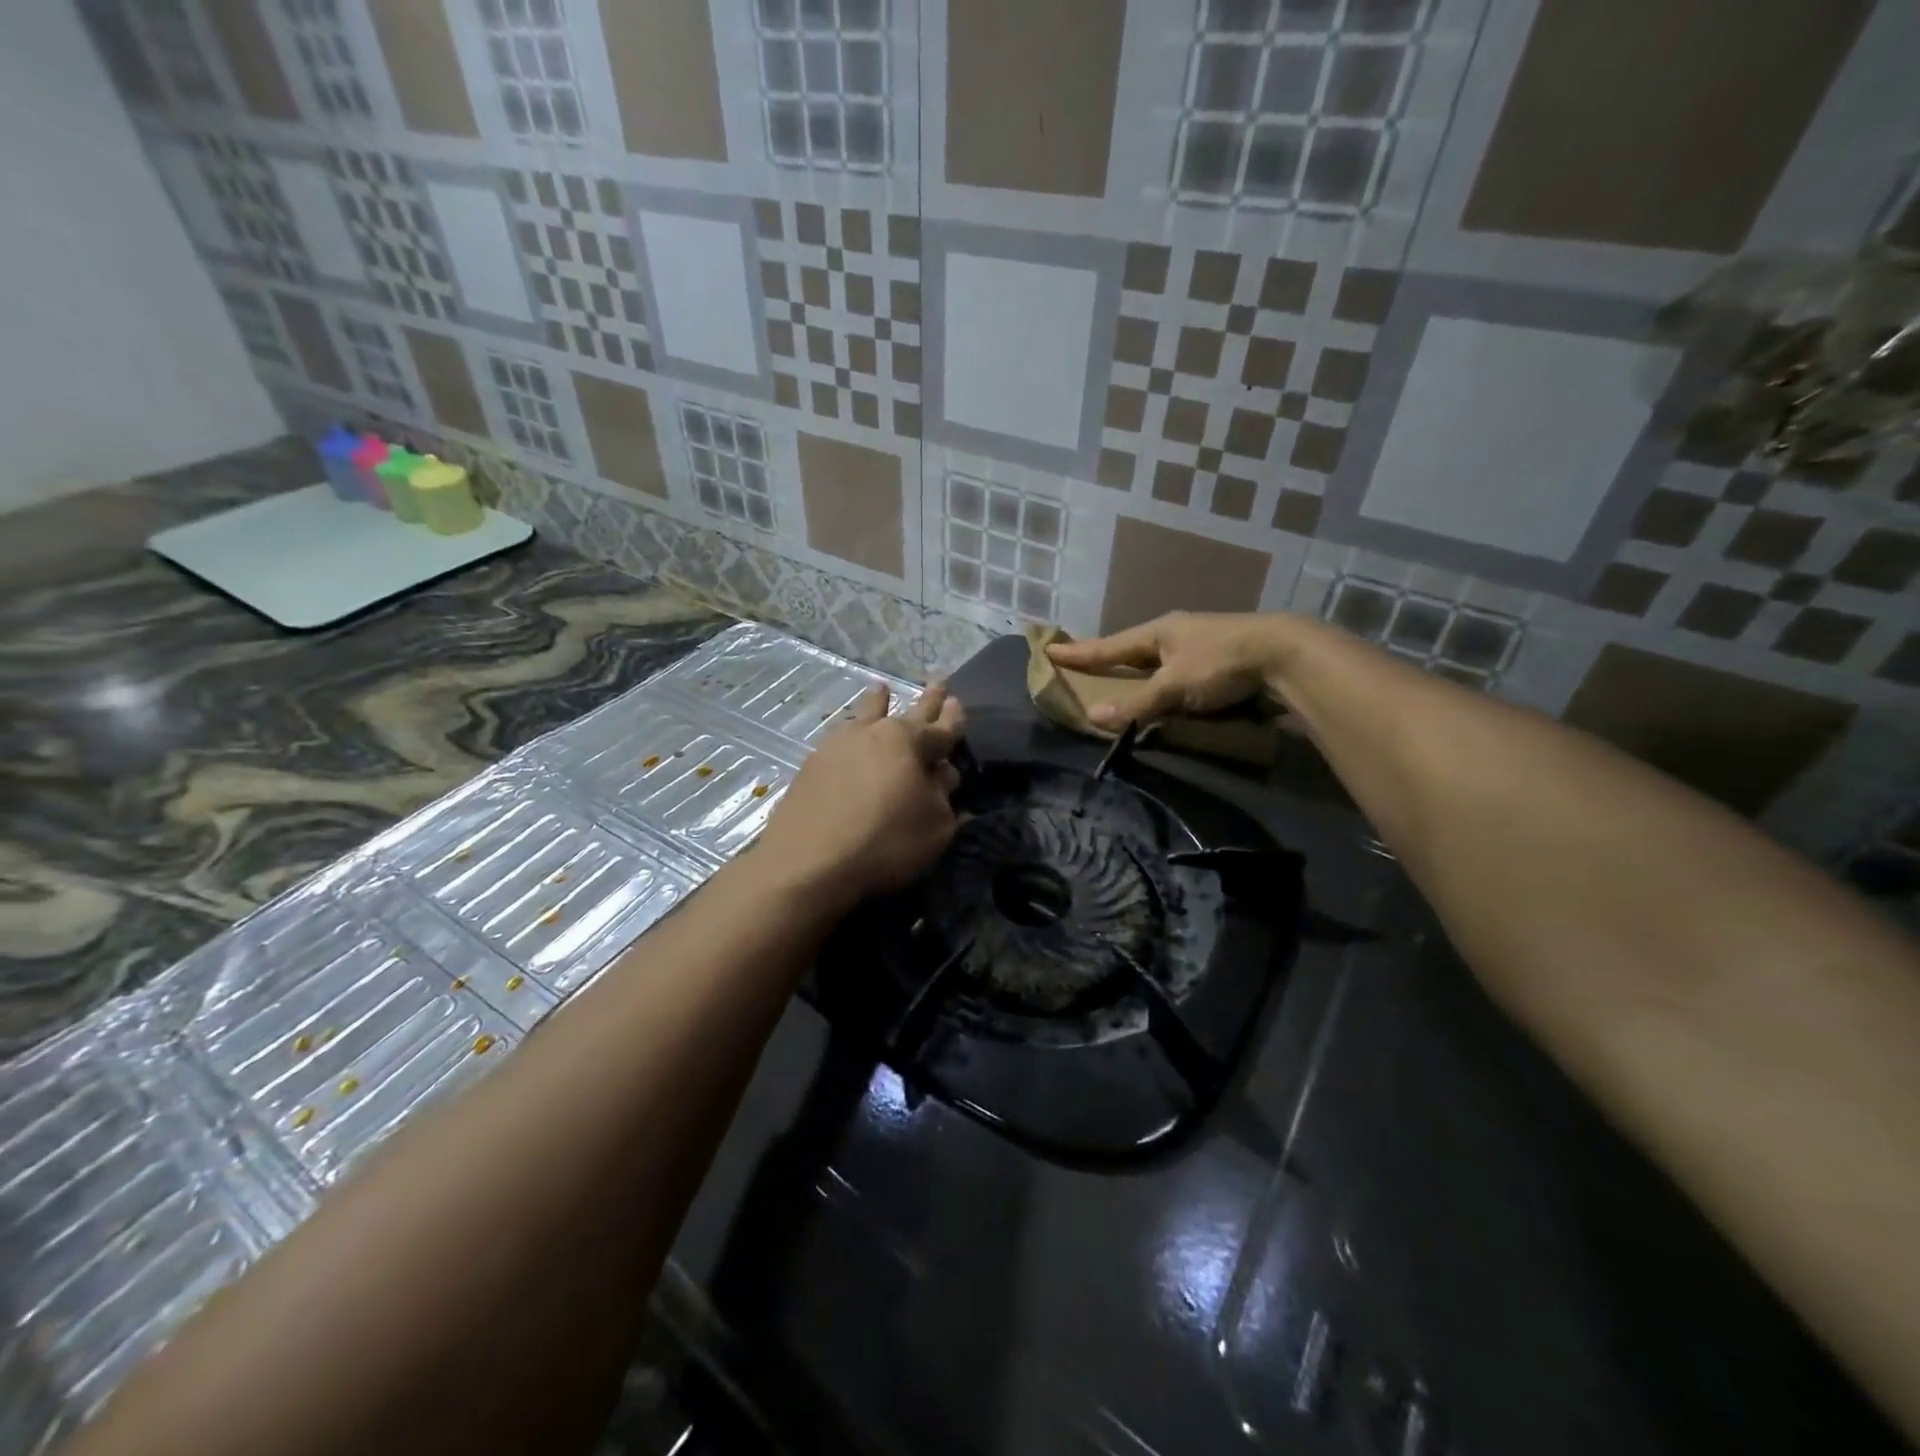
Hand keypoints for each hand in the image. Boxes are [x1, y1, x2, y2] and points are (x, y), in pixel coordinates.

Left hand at [759, 681, 964, 907]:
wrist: (807, 862)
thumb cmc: (884, 842)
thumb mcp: (935, 826)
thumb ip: (942, 796)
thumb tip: (941, 775)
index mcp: (909, 743)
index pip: (941, 729)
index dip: (953, 719)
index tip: (958, 702)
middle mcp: (874, 734)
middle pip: (906, 713)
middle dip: (926, 702)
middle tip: (937, 684)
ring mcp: (837, 745)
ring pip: (866, 716)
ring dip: (878, 702)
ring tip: (881, 688)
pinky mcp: (812, 765)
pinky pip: (841, 739)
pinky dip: (852, 731)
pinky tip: (848, 733)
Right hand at [1046, 612, 1287, 729]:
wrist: (1287, 655)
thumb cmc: (1221, 663)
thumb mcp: (1173, 686)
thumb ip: (1136, 705)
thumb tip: (1093, 717)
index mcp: (1159, 631)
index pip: (1109, 645)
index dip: (1079, 652)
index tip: (1050, 648)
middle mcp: (1177, 634)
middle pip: (1133, 648)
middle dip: (1110, 657)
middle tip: (1086, 664)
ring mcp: (1201, 645)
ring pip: (1159, 659)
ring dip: (1140, 670)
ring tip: (1123, 680)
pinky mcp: (1222, 660)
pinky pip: (1181, 671)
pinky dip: (1166, 682)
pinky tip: (1167, 691)